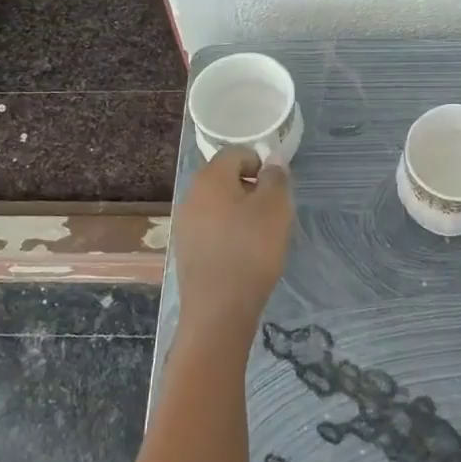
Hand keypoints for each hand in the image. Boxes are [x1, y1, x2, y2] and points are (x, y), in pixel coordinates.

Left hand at [174, 147, 293, 331]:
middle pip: (224, 178)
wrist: (219, 308)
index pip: (236, 153)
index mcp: (210, 178)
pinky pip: (210, 228)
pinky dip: (227, 233)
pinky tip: (242, 254)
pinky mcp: (185, 249)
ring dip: (239, 212)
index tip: (276, 189)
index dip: (260, 164)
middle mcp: (190, 195)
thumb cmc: (251, 250)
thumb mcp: (275, 208)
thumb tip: (272, 158)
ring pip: (217, 205)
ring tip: (259, 236)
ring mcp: (184, 223)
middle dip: (250, 189)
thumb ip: (275, 177)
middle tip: (272, 213)